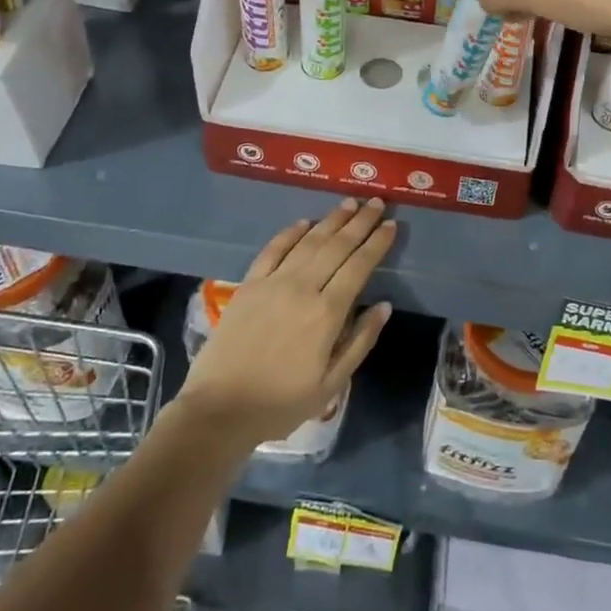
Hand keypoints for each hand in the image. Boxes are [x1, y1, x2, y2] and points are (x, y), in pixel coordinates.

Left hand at [177, 199, 395, 447]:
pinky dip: (290, 232)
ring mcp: (273, 282)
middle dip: (359, 222)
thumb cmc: (281, 403)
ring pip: (308, 241)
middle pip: (337, 246)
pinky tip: (304, 222)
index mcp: (327, 313)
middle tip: (376, 201)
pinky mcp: (249, 284)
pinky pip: (273, 249)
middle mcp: (303, 288)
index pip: (359, 266)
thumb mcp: (331, 384)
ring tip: (349, 203)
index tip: (391, 225)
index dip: (376, 243)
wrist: (219, 409)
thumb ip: (360, 341)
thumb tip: (384, 305)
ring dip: (331, 220)